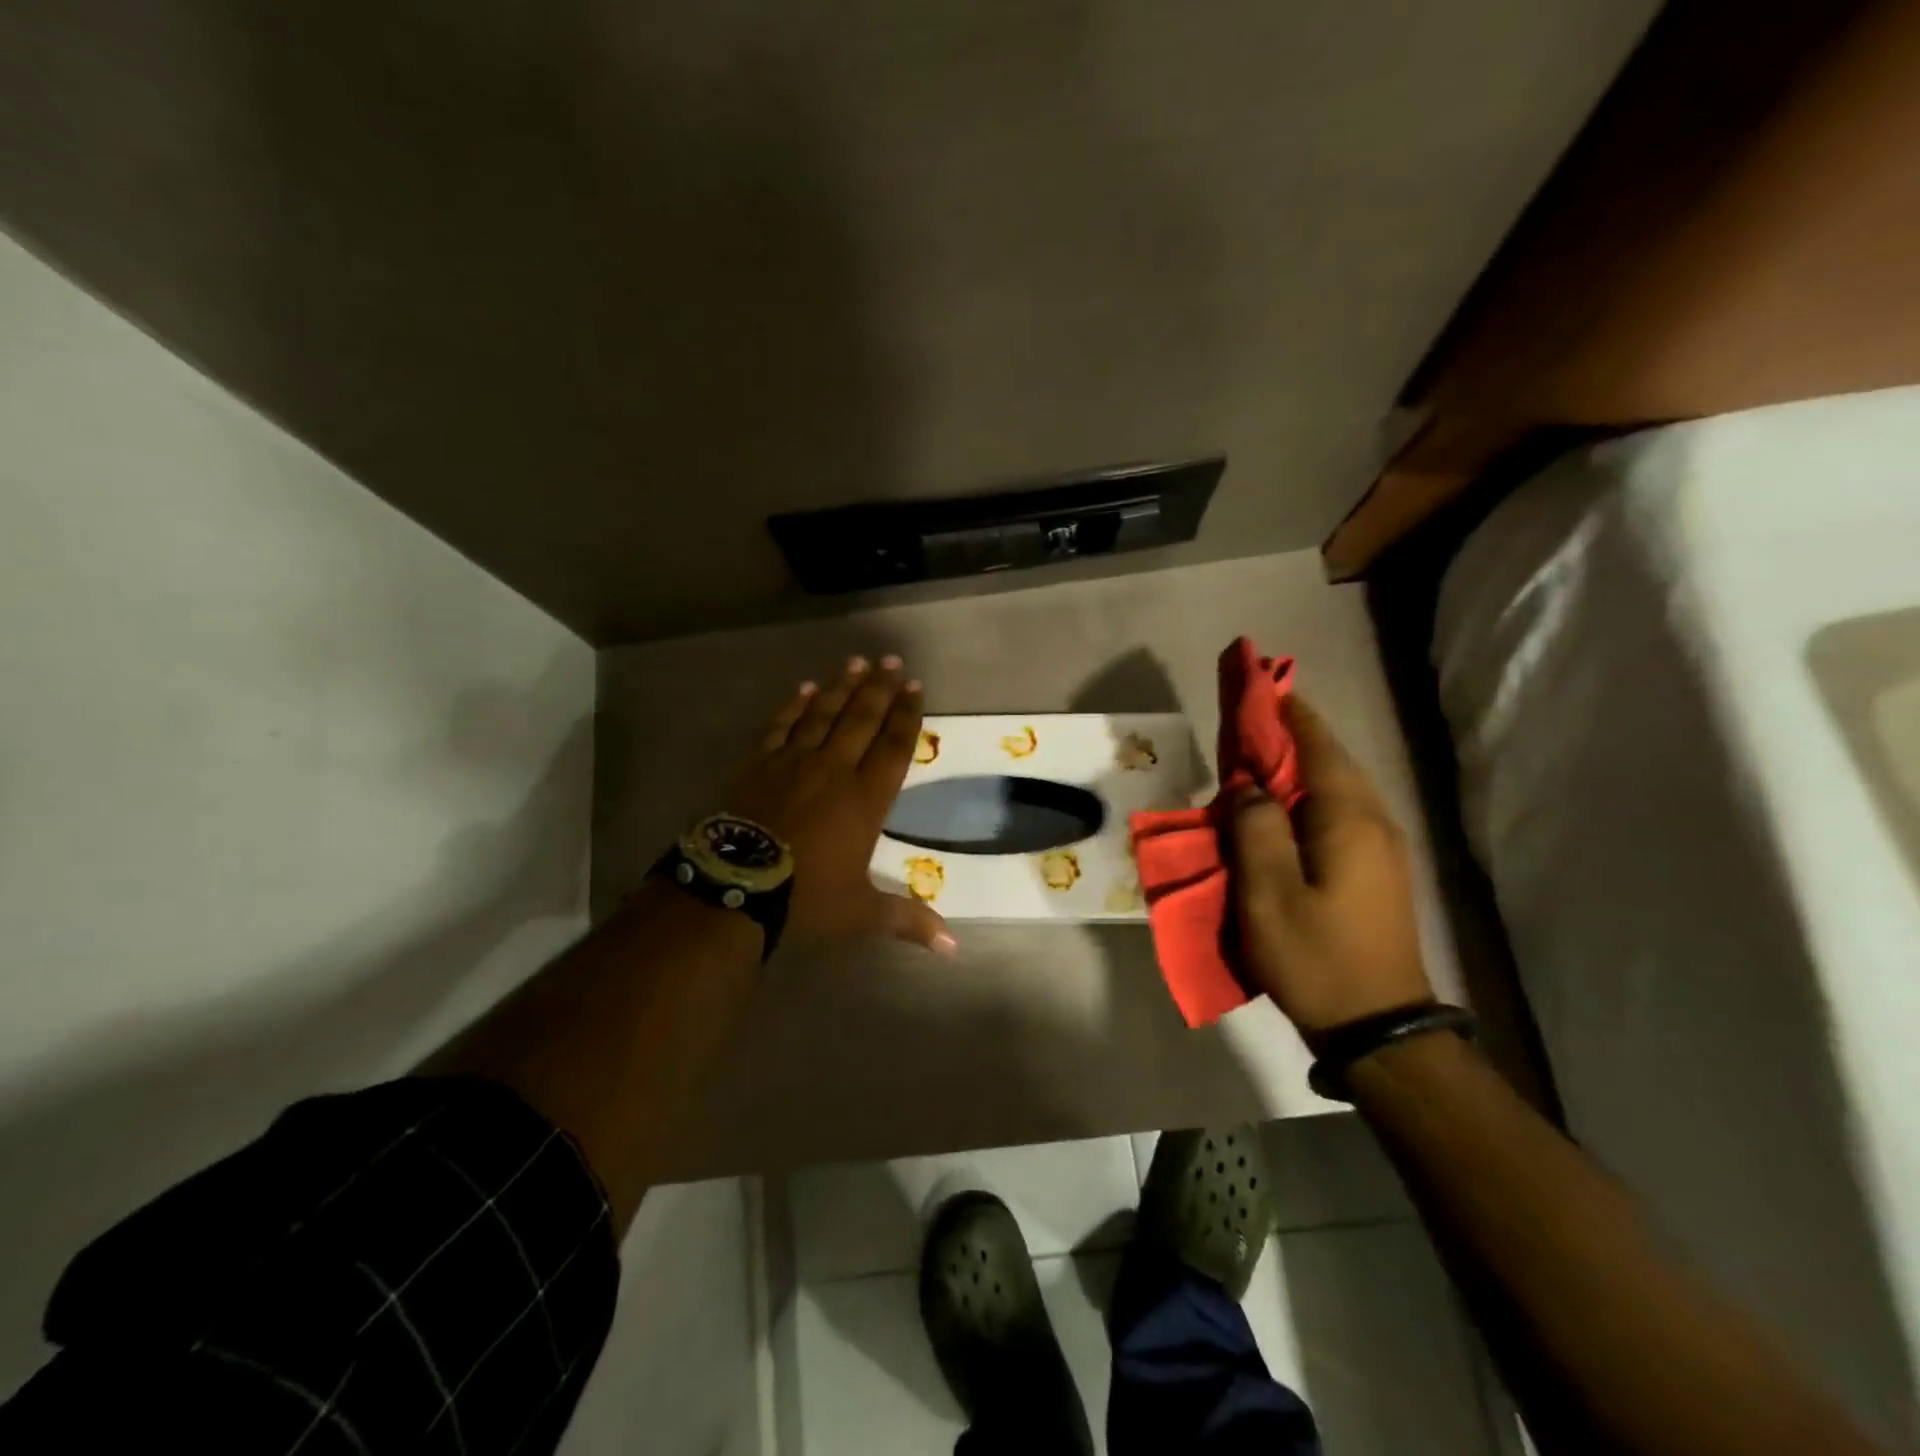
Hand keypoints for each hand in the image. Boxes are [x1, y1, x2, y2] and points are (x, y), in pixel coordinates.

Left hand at [719, 655, 956, 954]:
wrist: (735, 886)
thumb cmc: (805, 897)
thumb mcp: (860, 912)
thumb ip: (906, 919)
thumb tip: (952, 948)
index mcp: (865, 798)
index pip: (893, 747)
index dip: (906, 715)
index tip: (915, 687)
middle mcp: (834, 769)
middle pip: (861, 719)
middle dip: (879, 688)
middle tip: (892, 661)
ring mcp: (793, 762)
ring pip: (823, 714)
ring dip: (842, 686)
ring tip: (856, 662)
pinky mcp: (759, 763)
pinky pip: (782, 726)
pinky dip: (795, 705)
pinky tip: (805, 688)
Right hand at [1230, 695, 1432, 1034]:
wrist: (1379, 1025)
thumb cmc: (1316, 957)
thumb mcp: (1268, 895)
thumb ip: (1254, 829)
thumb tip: (1247, 786)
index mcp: (1347, 818)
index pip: (1316, 745)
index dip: (1287, 711)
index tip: (1260, 682)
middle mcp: (1373, 821)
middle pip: (1331, 759)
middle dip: (1293, 731)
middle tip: (1251, 716)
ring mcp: (1381, 846)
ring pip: (1338, 784)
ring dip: (1301, 762)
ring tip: (1260, 755)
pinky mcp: (1377, 869)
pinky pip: (1340, 810)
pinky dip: (1309, 793)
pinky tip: (1284, 806)